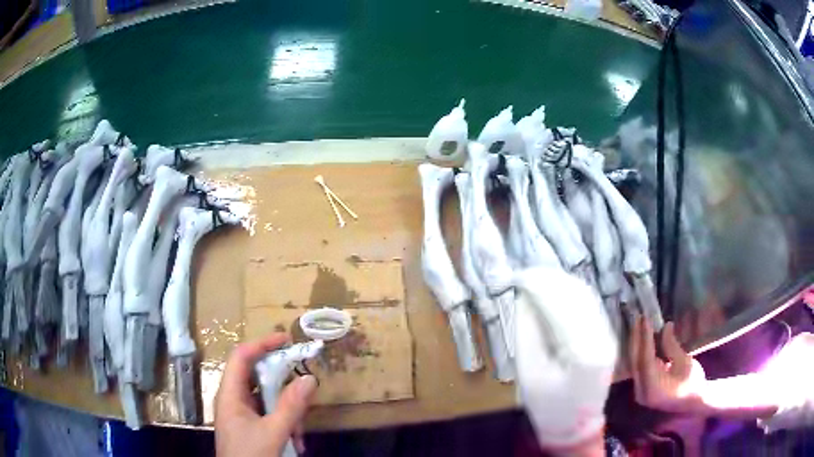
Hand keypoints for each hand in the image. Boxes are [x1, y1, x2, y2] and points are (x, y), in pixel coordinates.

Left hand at [215, 333, 317, 456]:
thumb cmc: (250, 456)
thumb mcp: (273, 433)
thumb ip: (291, 407)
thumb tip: (310, 378)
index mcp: (230, 395)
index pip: (241, 357)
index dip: (261, 344)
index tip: (286, 339)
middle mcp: (234, 400)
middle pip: (257, 377)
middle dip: (282, 385)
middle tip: (304, 387)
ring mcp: (242, 415)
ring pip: (267, 399)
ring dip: (287, 411)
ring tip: (298, 433)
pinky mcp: (251, 427)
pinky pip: (269, 415)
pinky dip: (285, 423)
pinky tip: (295, 442)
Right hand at [514, 268, 617, 452]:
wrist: (575, 425)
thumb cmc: (548, 406)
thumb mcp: (529, 373)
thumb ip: (527, 331)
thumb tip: (524, 297)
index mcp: (583, 354)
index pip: (561, 307)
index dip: (539, 286)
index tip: (517, 277)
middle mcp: (603, 339)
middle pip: (577, 295)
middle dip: (549, 279)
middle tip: (523, 275)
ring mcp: (608, 335)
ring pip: (586, 296)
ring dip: (560, 282)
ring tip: (535, 279)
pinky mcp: (607, 334)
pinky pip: (589, 305)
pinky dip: (570, 292)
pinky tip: (553, 290)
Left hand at [628, 316, 707, 413]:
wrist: (694, 404)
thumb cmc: (693, 383)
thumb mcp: (684, 362)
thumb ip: (671, 346)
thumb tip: (665, 326)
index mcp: (653, 387)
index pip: (646, 358)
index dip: (645, 337)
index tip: (644, 318)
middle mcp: (642, 391)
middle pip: (636, 361)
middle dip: (636, 338)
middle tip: (638, 316)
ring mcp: (640, 392)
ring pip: (634, 364)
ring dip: (636, 343)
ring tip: (637, 323)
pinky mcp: (642, 389)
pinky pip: (637, 367)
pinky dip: (639, 352)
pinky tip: (640, 337)